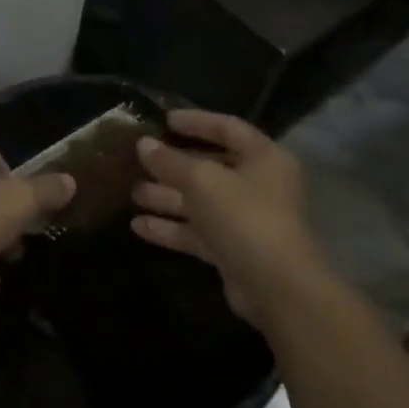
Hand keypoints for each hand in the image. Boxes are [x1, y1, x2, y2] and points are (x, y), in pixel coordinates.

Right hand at [130, 109, 323, 331]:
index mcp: (263, 157)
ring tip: (132, 193)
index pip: (227, 128)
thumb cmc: (244, 216)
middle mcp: (257, 185)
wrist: (276, 288)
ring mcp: (244, 219)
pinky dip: (170, 228)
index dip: (196, 122)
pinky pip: (197, 232)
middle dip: (173, 165)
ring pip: (199, 201)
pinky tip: (138, 225)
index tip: (164, 120)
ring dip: (167, 197)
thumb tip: (143, 144)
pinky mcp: (232, 249)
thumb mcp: (201, 180)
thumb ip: (170, 161)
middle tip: (140, 159)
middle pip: (210, 167)